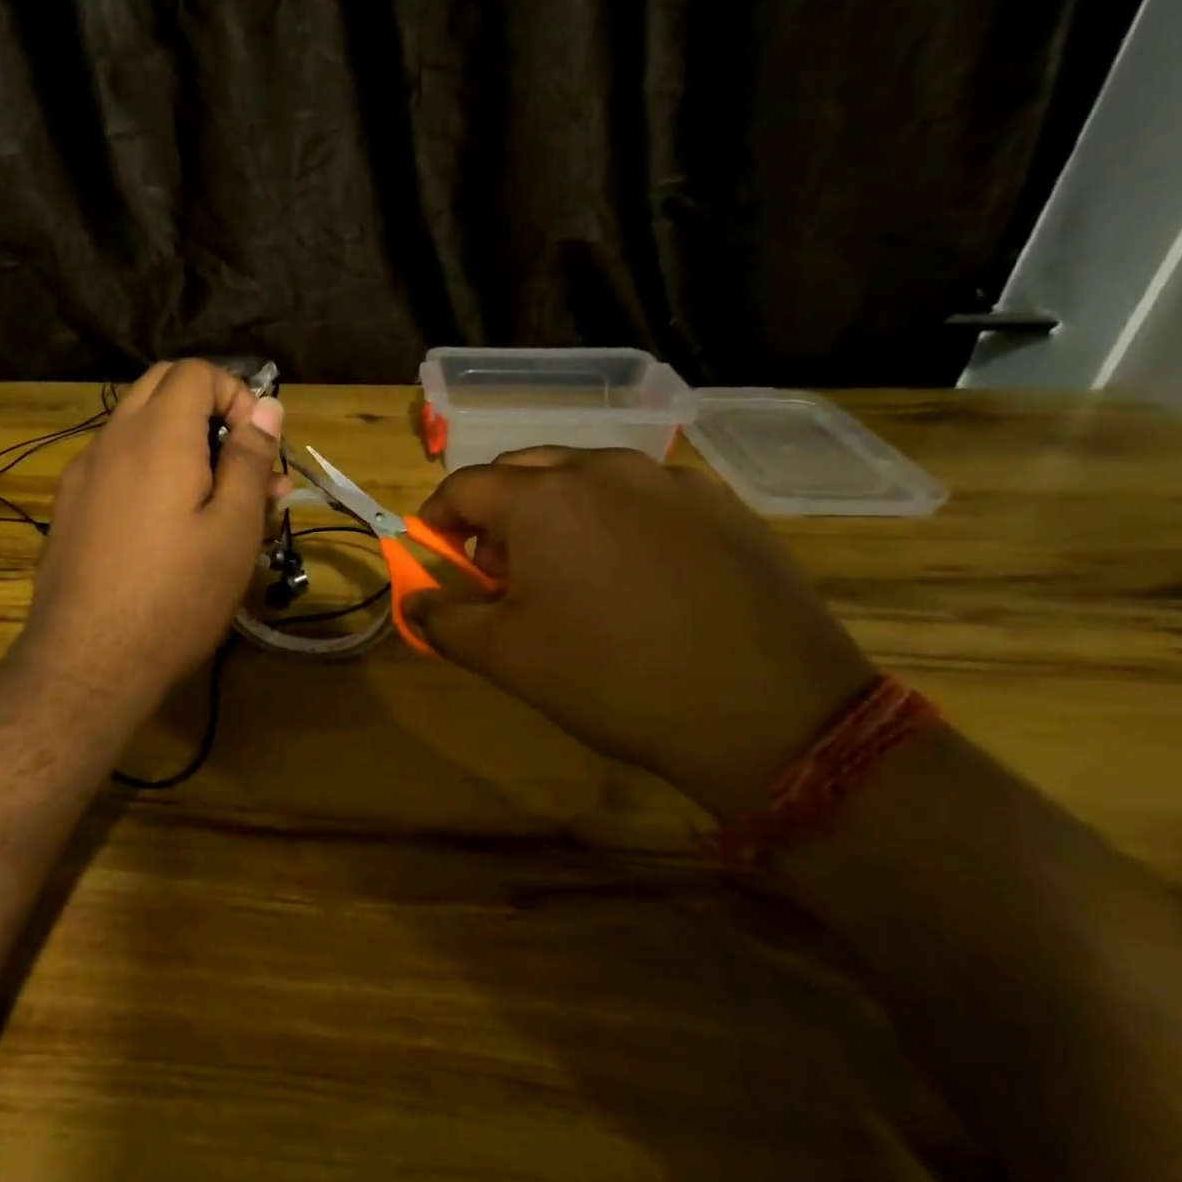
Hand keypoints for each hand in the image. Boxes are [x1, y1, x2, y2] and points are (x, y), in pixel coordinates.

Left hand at [13, 360, 284, 723]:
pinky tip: (168, 525)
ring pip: (137, 428)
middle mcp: (111, 439)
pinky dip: (151, 470)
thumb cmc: (176, 596)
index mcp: (157, 435)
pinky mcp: (69, 506)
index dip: (236, 394)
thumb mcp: (233, 529)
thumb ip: (250, 460)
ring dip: (181, 444)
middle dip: (208, 410)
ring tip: (217, 502)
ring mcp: (82, 473)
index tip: (257, 446)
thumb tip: (265, 408)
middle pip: (160, 388)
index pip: (195, 372)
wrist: (86, 662)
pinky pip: (117, 464)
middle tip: (240, 464)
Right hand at [406, 448, 875, 820]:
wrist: (769, 712)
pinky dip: (616, 517)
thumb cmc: (611, 678)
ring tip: (569, 571)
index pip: (463, 486)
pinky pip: (644, 494)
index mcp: (542, 497)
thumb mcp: (506, 657)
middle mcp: (602, 469)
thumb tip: (413, 604)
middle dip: (495, 511)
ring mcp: (669, 480)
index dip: (438, 519)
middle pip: (522, 470)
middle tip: (501, 569)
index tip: (439, 556)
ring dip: (555, 510)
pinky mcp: (721, 504)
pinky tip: (636, 572)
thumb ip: (442, 620)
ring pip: (585, 475)